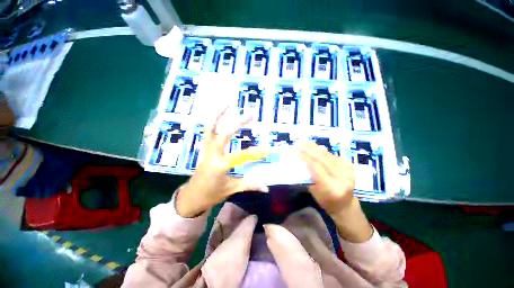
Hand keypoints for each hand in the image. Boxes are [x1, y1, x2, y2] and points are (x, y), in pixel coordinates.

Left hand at [176, 109, 268, 217]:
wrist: (192, 196)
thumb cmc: (211, 194)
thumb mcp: (231, 189)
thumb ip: (249, 185)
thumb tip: (266, 188)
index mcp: (219, 166)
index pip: (241, 155)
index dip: (255, 153)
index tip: (267, 149)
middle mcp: (211, 154)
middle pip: (224, 134)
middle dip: (238, 123)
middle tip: (250, 114)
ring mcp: (205, 150)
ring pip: (210, 128)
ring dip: (218, 115)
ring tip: (227, 104)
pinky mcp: (203, 149)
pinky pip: (207, 132)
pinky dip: (212, 122)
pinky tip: (219, 116)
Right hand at [299, 142, 354, 214]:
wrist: (345, 205)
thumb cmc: (326, 201)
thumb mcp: (313, 191)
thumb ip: (308, 176)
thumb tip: (300, 161)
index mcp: (332, 187)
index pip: (316, 167)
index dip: (304, 157)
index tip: (294, 151)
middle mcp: (342, 177)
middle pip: (322, 158)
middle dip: (308, 149)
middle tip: (298, 143)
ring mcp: (348, 170)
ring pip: (328, 155)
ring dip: (314, 147)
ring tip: (304, 142)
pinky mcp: (349, 166)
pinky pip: (332, 155)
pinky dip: (322, 151)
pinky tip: (314, 147)